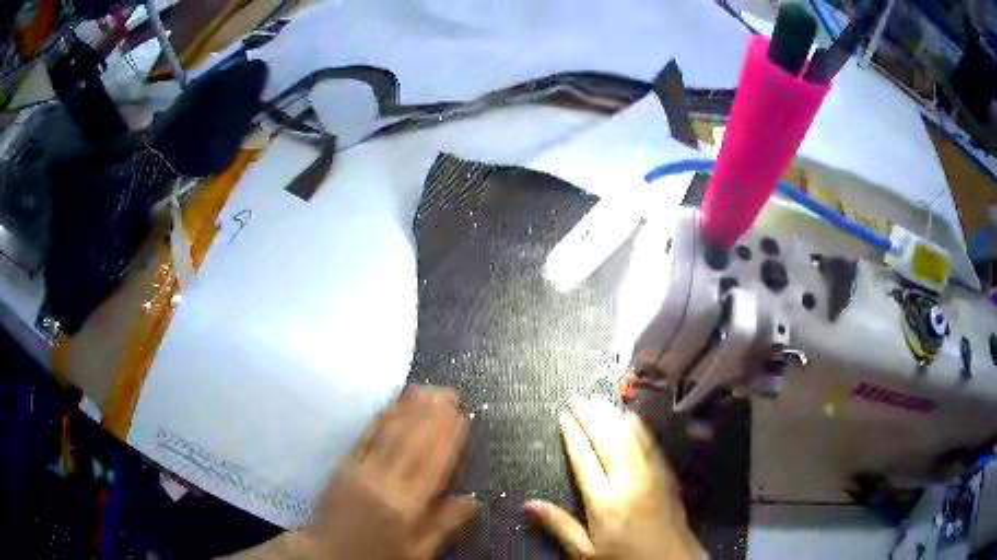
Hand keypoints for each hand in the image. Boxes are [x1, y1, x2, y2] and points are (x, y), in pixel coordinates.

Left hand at [230, 385, 475, 559]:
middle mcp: (386, 481)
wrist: (328, 552)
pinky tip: (391, 405)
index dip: (448, 437)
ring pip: (390, 434)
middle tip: (447, 391)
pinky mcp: (345, 463)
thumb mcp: (419, 551)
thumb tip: (472, 499)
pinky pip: (366, 436)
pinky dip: (381, 418)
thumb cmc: (379, 554)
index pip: (434, 464)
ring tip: (424, 389)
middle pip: (412, 442)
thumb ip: (445, 524)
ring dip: (408, 409)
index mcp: (408, 505)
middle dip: (431, 414)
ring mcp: (362, 469)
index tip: (461, 414)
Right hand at [526, 396, 703, 559]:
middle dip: (591, 416)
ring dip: (614, 416)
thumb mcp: (585, 552)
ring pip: (630, 438)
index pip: (584, 458)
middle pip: (607, 441)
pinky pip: (651, 445)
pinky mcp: (665, 476)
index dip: (572, 433)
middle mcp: (628, 482)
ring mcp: (650, 476)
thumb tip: (528, 504)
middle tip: (578, 396)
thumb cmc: (623, 559)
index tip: (563, 413)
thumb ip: (559, 526)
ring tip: (600, 400)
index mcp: (604, 501)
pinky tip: (633, 417)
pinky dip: (640, 428)